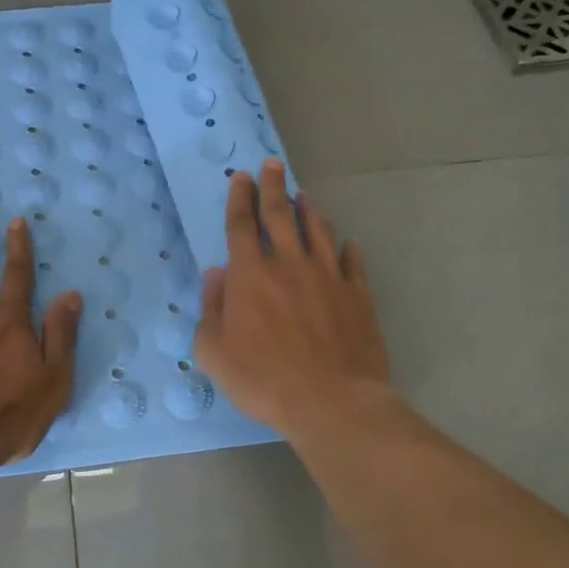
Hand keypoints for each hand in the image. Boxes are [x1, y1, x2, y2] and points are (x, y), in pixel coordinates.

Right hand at [194, 161, 392, 440]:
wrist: (332, 402)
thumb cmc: (264, 380)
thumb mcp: (215, 353)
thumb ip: (211, 309)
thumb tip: (216, 275)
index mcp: (251, 275)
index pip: (242, 225)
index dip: (239, 198)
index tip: (241, 177)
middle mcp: (289, 264)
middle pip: (279, 214)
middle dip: (273, 186)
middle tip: (272, 165)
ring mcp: (328, 276)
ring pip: (317, 230)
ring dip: (308, 209)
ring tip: (304, 194)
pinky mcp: (357, 294)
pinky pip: (352, 262)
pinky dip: (346, 249)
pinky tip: (346, 244)